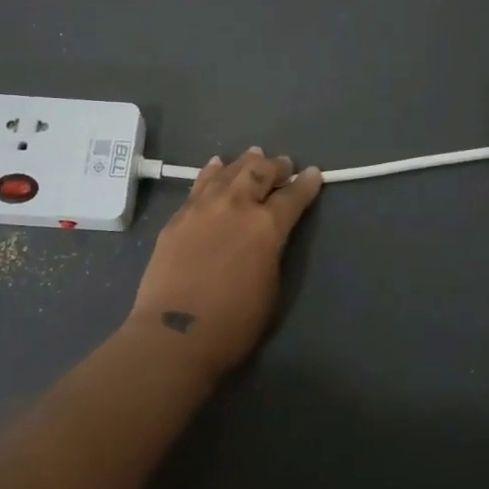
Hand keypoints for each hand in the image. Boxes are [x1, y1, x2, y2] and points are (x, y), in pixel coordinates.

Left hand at [126, 148, 323, 382]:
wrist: (175, 333)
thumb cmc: (233, 323)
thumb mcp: (272, 288)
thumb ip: (272, 252)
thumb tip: (268, 237)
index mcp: (267, 226)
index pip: (293, 196)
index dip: (306, 184)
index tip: (313, 173)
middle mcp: (236, 206)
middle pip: (259, 173)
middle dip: (275, 166)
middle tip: (283, 164)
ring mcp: (203, 207)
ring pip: (228, 172)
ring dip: (244, 162)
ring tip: (253, 155)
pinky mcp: (178, 216)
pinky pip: (199, 184)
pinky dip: (212, 172)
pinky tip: (216, 165)